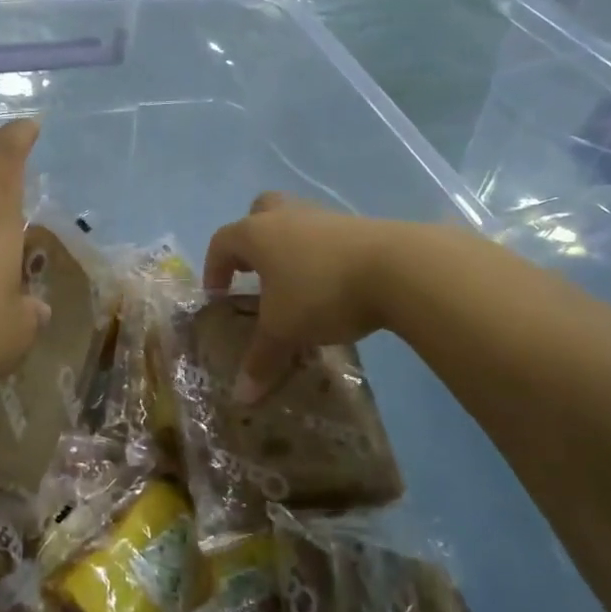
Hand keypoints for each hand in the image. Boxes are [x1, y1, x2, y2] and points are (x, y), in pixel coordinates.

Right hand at [203, 193, 399, 400]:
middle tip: (254, 271)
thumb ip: (260, 360)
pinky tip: (331, 286)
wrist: (396, 268)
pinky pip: (327, 237)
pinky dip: (321, 256)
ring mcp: (323, 216)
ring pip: (295, 222)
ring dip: (289, 247)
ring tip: (295, 284)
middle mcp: (285, 216)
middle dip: (252, 241)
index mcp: (256, 233)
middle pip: (259, 214)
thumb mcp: (284, 331)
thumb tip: (241, 397)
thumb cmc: (320, 292)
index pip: (221, 242)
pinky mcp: (358, 226)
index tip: (218, 297)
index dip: (214, 269)